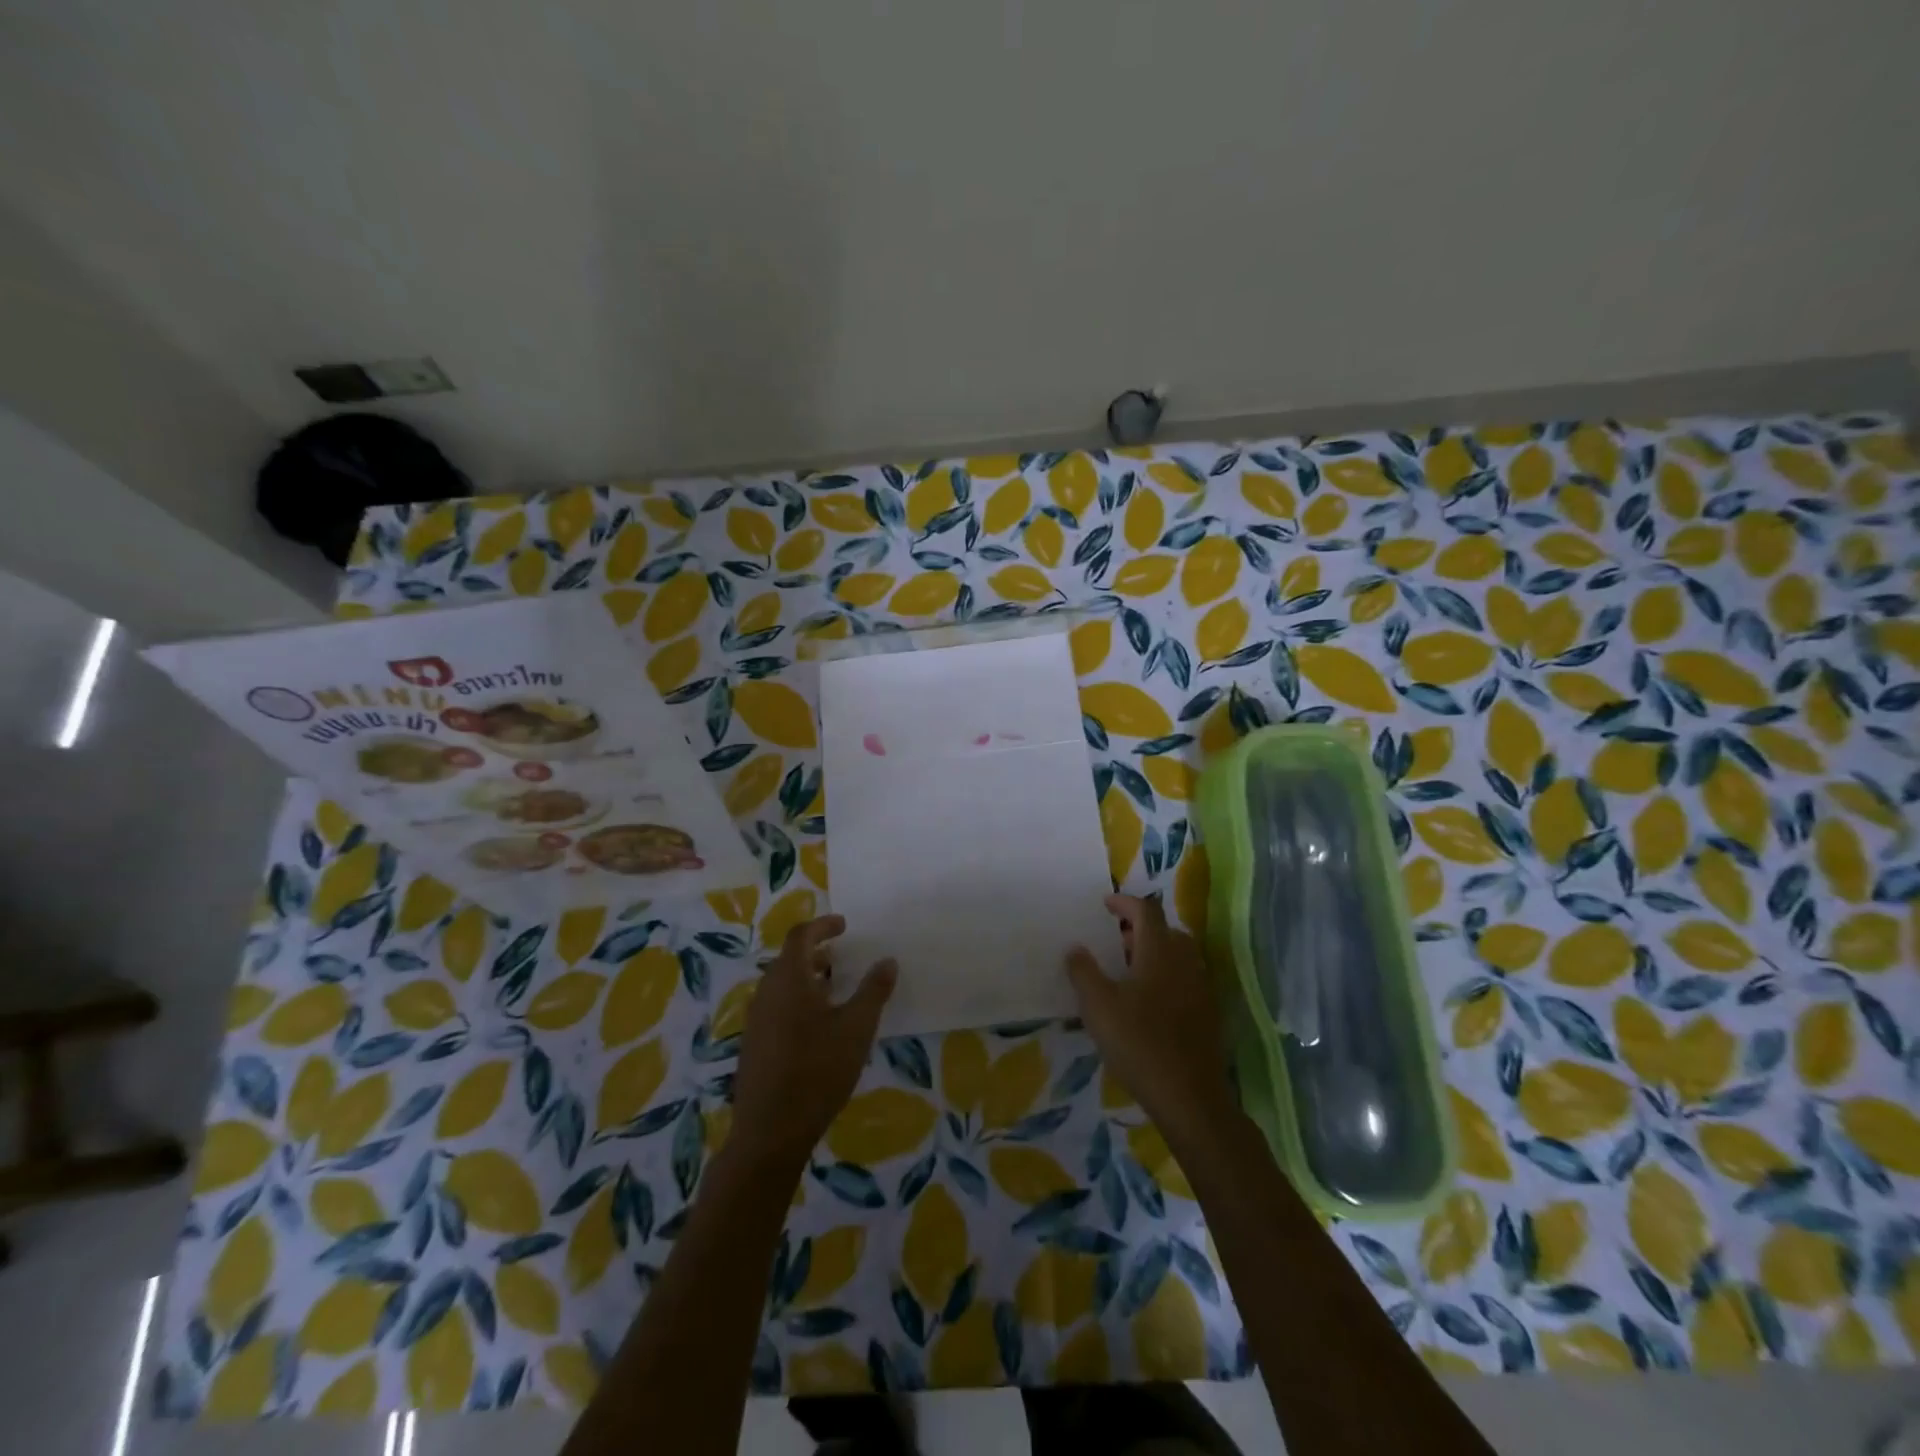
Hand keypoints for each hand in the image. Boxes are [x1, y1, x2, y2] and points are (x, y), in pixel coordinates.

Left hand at [729, 915, 896, 1170]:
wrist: (770, 1130)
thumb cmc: (818, 1071)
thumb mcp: (856, 1028)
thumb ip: (873, 991)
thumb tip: (887, 960)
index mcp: (789, 979)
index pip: (801, 936)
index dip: (822, 925)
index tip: (844, 925)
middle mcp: (767, 991)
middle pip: (789, 958)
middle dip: (816, 952)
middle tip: (842, 956)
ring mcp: (756, 1019)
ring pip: (782, 983)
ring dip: (807, 977)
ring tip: (834, 989)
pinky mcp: (754, 1043)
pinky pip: (776, 1005)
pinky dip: (797, 999)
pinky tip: (817, 1025)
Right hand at [1066, 895, 1235, 1148]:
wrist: (1190, 1097)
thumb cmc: (1139, 1043)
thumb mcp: (1098, 1006)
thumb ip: (1083, 972)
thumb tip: (1075, 947)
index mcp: (1159, 952)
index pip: (1146, 911)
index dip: (1125, 903)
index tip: (1105, 905)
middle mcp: (1185, 962)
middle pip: (1166, 930)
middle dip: (1140, 929)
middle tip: (1115, 940)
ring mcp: (1200, 988)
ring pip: (1178, 955)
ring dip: (1154, 952)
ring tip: (1128, 970)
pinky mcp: (1207, 1014)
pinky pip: (1185, 979)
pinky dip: (1166, 975)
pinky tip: (1147, 1001)